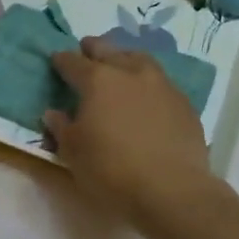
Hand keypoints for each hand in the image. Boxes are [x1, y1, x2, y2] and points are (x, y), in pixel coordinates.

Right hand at [44, 38, 225, 228]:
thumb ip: (61, 128)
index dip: (62, 60)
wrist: (171, 190)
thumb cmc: (111, 170)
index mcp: (98, 81)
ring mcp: (162, 86)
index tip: (55, 59)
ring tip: (120, 63)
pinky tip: (146, 95)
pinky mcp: (184, 104)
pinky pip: (161, 82)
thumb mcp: (73, 153)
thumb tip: (54, 113)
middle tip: (86, 48)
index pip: (74, 63)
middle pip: (109, 51)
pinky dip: (148, 82)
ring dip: (125, 58)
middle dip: (94, 49)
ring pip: (140, 60)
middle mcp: (131, 74)